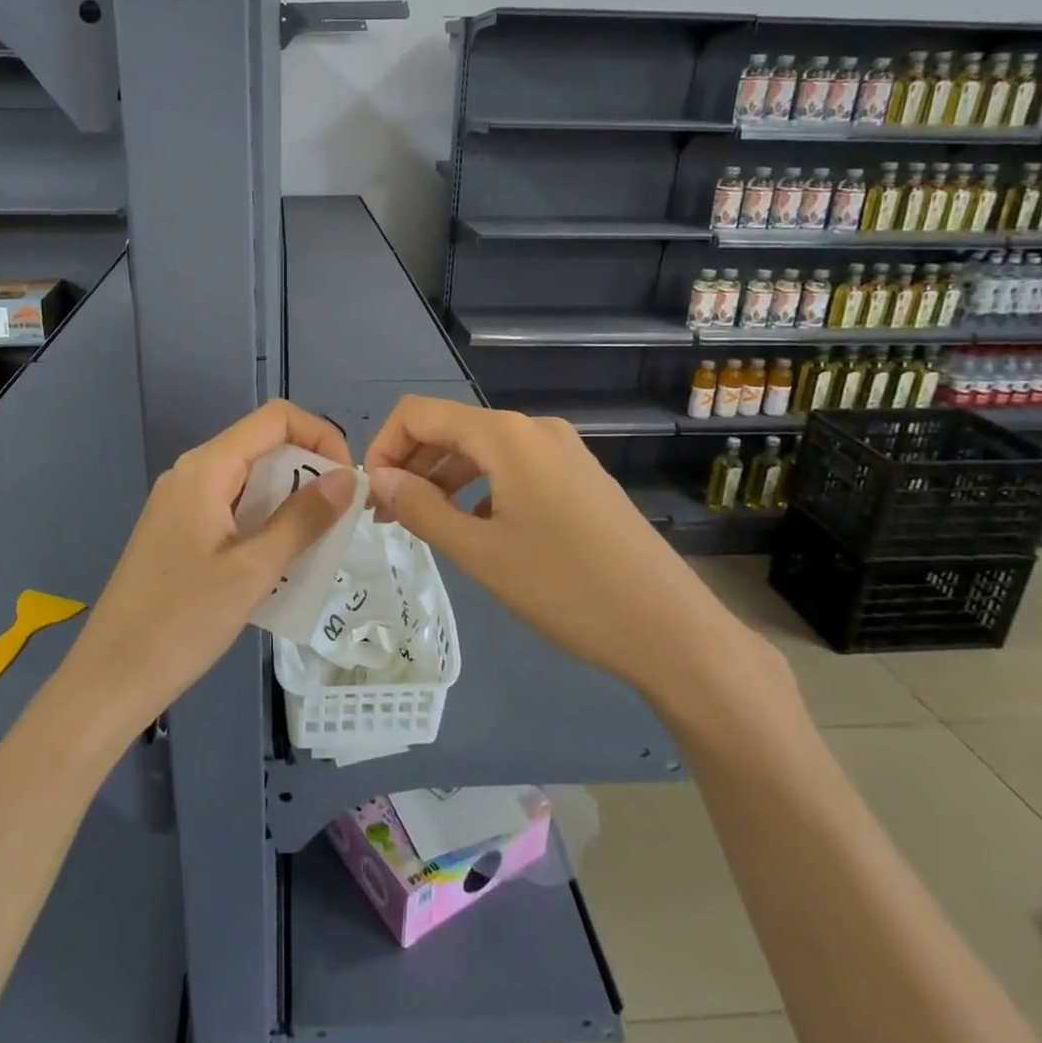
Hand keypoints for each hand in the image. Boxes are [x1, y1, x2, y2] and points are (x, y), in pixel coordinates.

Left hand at [62, 399, 356, 730]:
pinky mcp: (177, 531)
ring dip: (289, 504)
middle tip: (337, 523)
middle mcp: (192, 473)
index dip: (321, 436)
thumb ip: (303, 519)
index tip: (346, 482)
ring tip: (314, 549)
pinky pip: (232, 509)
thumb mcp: (254, 570)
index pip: (276, 419)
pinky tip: (278, 565)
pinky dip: (263, 524)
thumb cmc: (183, 622)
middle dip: (308, 475)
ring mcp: (181, 503)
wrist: (110, 678)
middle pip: (263, 447)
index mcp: (207, 469)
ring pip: (250, 482)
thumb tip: (347, 477)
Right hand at [363, 397, 771, 703]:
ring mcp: (563, 451)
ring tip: (423, 524)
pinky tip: (475, 528)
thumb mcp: (481, 553)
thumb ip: (422, 509)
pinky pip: (514, 468)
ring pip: (482, 451)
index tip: (371, 496)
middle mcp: (534, 429)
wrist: (670, 628)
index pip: (420, 414)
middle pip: (451, 429)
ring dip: (443, 479)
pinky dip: (480, 488)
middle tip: (388, 517)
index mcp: (506, 436)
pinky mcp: (580, 477)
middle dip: (411, 465)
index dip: (384, 446)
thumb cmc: (566, 589)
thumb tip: (378, 479)